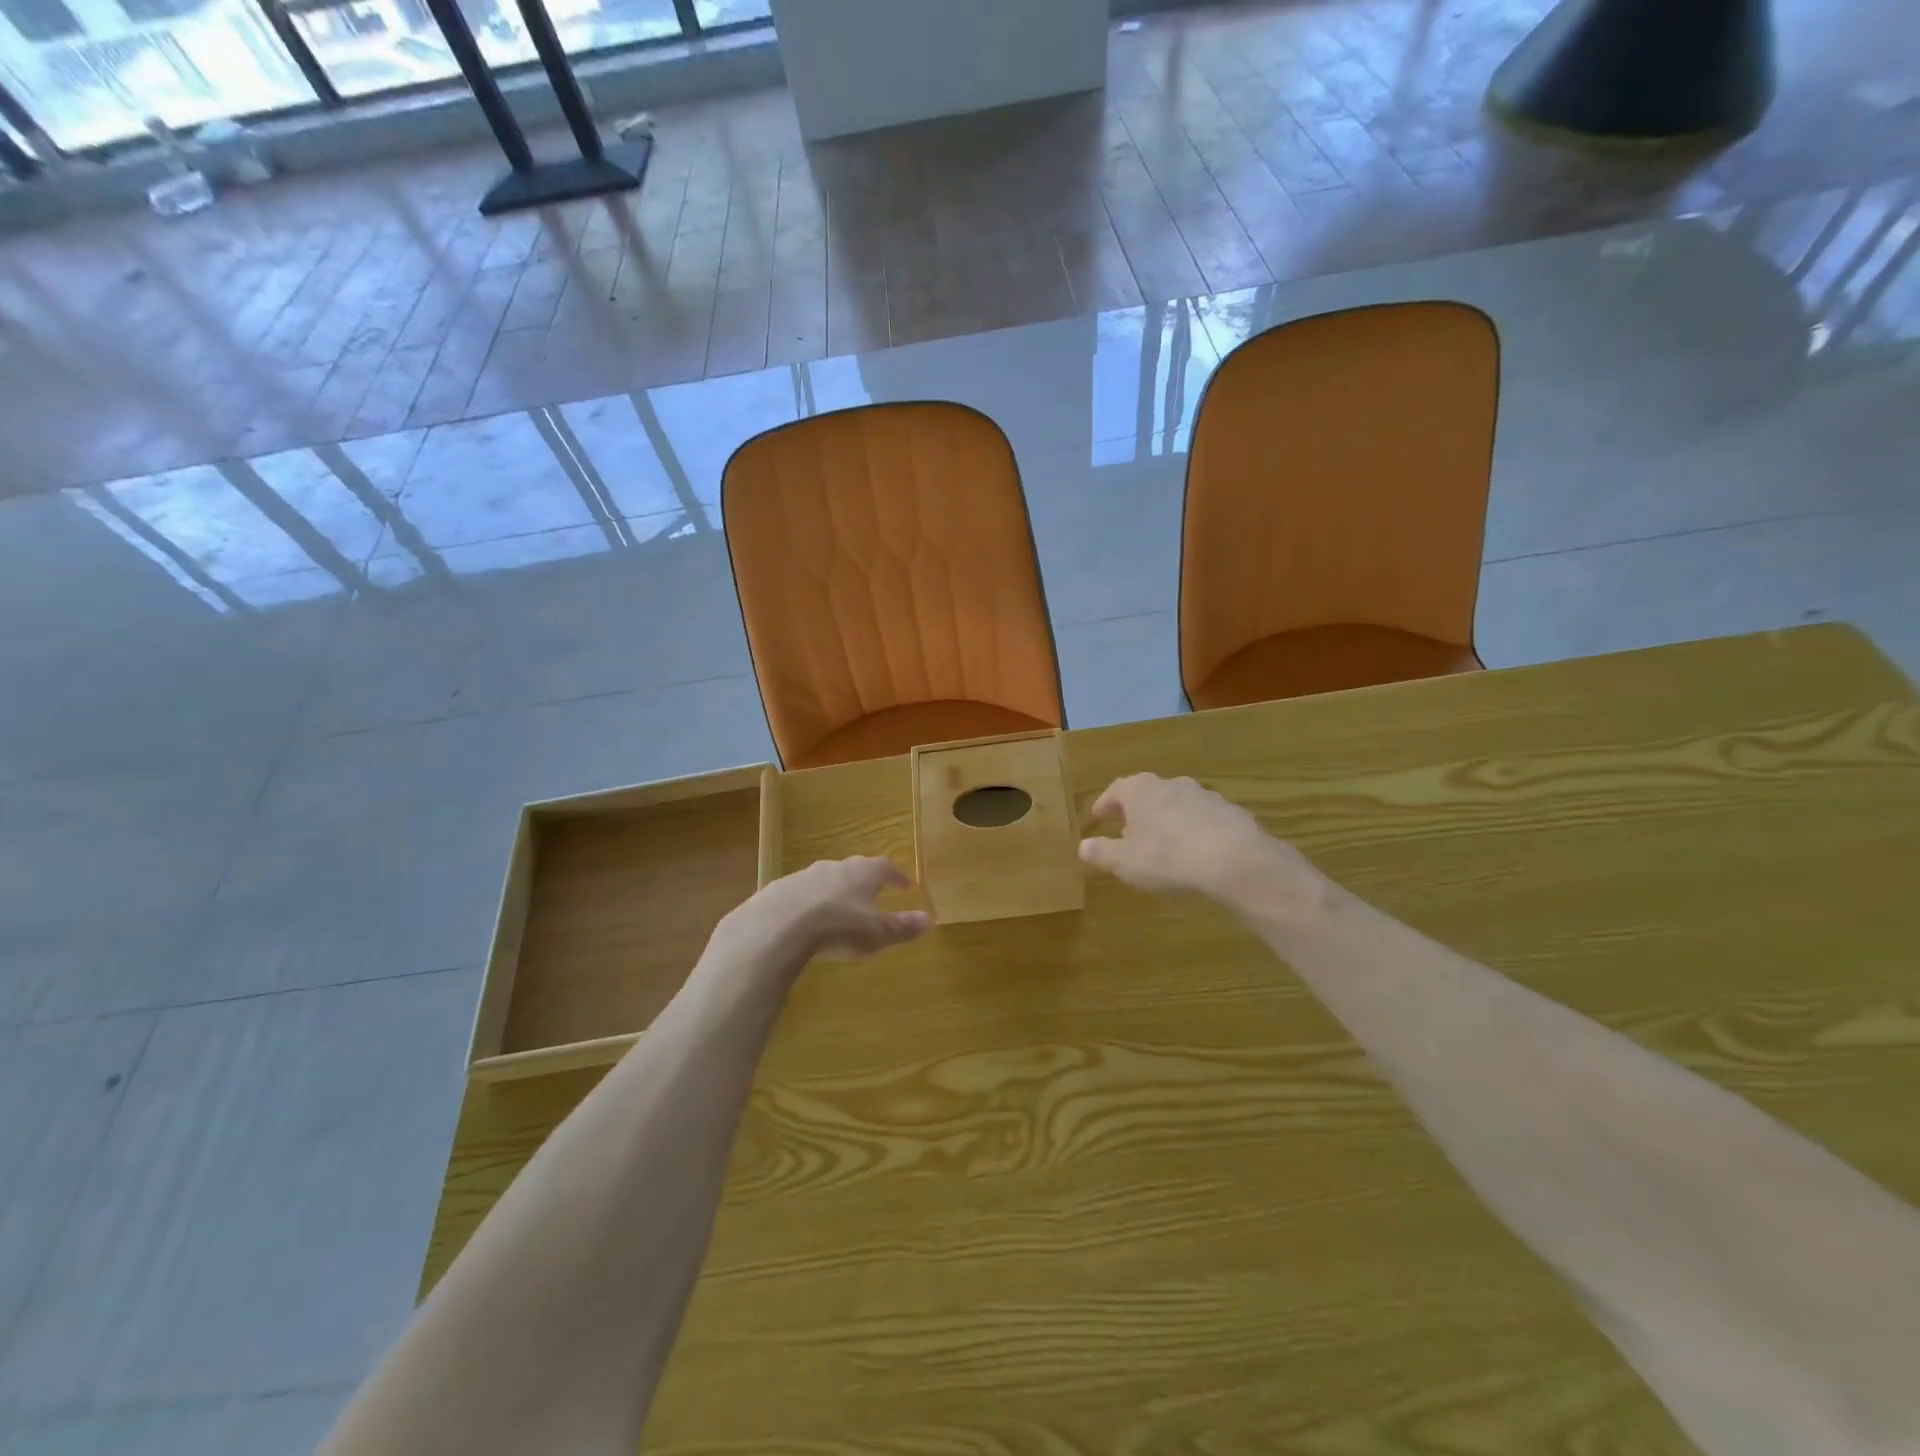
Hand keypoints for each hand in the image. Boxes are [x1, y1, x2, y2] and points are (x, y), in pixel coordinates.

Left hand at [717, 857, 929, 971]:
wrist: (779, 926)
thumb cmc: (839, 927)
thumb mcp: (878, 933)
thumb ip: (903, 926)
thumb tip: (929, 919)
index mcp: (863, 872)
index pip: (885, 867)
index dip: (896, 876)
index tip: (904, 885)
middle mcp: (835, 867)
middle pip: (854, 869)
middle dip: (864, 882)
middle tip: (872, 895)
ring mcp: (804, 875)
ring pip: (825, 879)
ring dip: (834, 892)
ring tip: (838, 910)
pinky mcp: (778, 889)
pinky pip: (799, 894)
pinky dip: (807, 904)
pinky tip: (805, 921)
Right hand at [1079, 773, 1322, 915]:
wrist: (1235, 860)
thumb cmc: (1168, 857)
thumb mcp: (1125, 862)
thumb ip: (1102, 853)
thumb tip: (1082, 846)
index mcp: (1141, 790)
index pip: (1116, 790)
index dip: (1104, 805)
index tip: (1097, 818)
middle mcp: (1172, 784)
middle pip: (1147, 794)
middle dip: (1136, 813)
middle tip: (1127, 833)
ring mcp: (1205, 796)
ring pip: (1177, 805)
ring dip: (1166, 821)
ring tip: (1162, 845)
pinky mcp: (1231, 813)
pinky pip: (1203, 820)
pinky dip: (1193, 831)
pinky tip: (1194, 853)